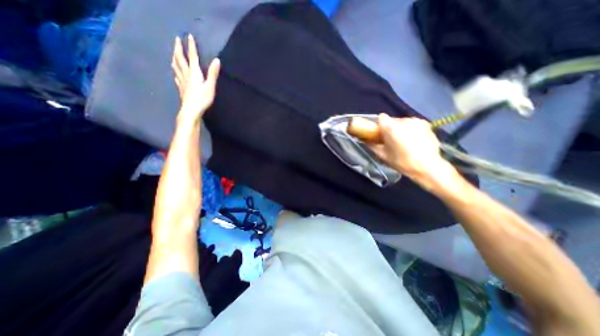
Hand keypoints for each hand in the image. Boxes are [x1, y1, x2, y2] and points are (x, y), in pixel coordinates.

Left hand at [173, 33, 220, 124]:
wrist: (191, 110)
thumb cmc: (202, 99)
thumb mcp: (210, 86)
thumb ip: (213, 74)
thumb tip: (217, 60)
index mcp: (194, 73)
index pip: (193, 57)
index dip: (191, 47)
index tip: (189, 36)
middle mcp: (186, 75)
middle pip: (180, 59)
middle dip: (179, 48)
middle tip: (176, 40)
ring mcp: (182, 82)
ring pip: (176, 67)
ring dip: (175, 58)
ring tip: (174, 53)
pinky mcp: (181, 88)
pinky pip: (177, 77)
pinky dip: (176, 72)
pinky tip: (175, 73)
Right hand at [368, 115, 451, 184]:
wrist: (428, 167)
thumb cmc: (402, 162)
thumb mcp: (383, 156)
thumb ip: (372, 145)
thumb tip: (366, 141)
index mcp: (392, 127)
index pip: (381, 118)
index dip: (379, 125)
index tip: (380, 134)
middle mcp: (404, 120)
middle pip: (392, 120)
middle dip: (390, 128)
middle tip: (392, 140)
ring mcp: (417, 121)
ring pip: (403, 122)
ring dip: (401, 129)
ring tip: (404, 141)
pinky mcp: (426, 124)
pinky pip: (413, 125)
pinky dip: (411, 130)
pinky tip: (414, 141)